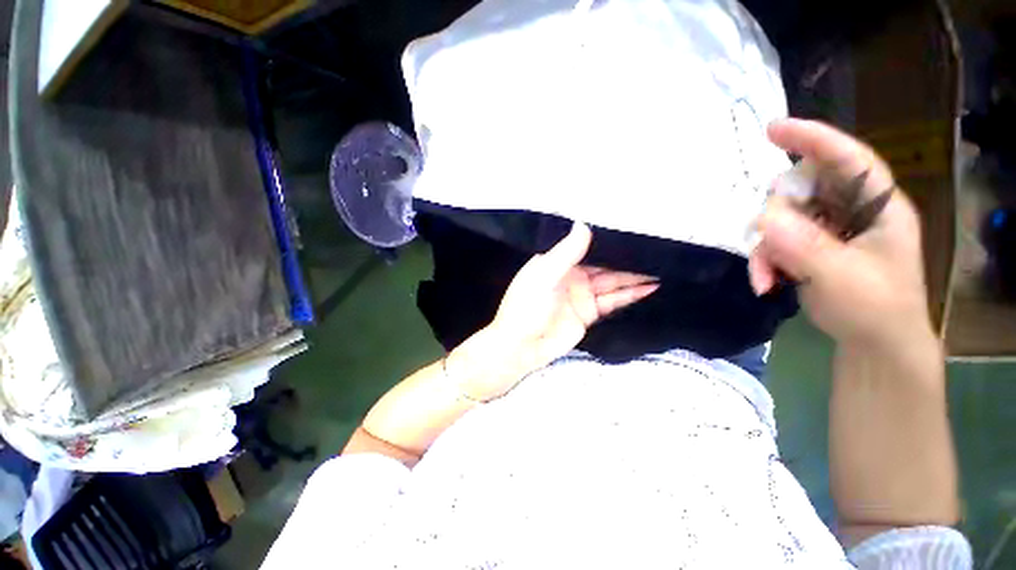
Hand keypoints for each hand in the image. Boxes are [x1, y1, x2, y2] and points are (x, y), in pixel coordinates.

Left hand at [450, 222, 658, 400]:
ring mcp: (581, 295)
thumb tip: (584, 223)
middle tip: (656, 250)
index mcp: (556, 262)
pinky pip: (612, 301)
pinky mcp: (589, 314)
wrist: (522, 347)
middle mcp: (571, 276)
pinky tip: (649, 288)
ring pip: (612, 282)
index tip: (633, 231)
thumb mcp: (544, 275)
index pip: (586, 247)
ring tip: (661, 267)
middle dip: (627, 260)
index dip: (608, 242)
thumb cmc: (527, 307)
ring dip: (634, 277)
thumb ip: (566, 252)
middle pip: (603, 265)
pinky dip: (630, 295)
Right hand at [749, 118, 931, 347]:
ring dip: (766, 245)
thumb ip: (805, 245)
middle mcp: (852, 209)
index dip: (813, 139)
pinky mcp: (810, 245)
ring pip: (781, 217)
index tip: (773, 130)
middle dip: (777, 215)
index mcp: (878, 206)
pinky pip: (775, 240)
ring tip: (765, 275)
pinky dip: (765, 259)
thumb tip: (763, 217)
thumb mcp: (842, 277)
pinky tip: (765, 281)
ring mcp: (828, 228)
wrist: (873, 344)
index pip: (848, 158)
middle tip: (768, 241)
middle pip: (802, 189)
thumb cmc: (874, 308)